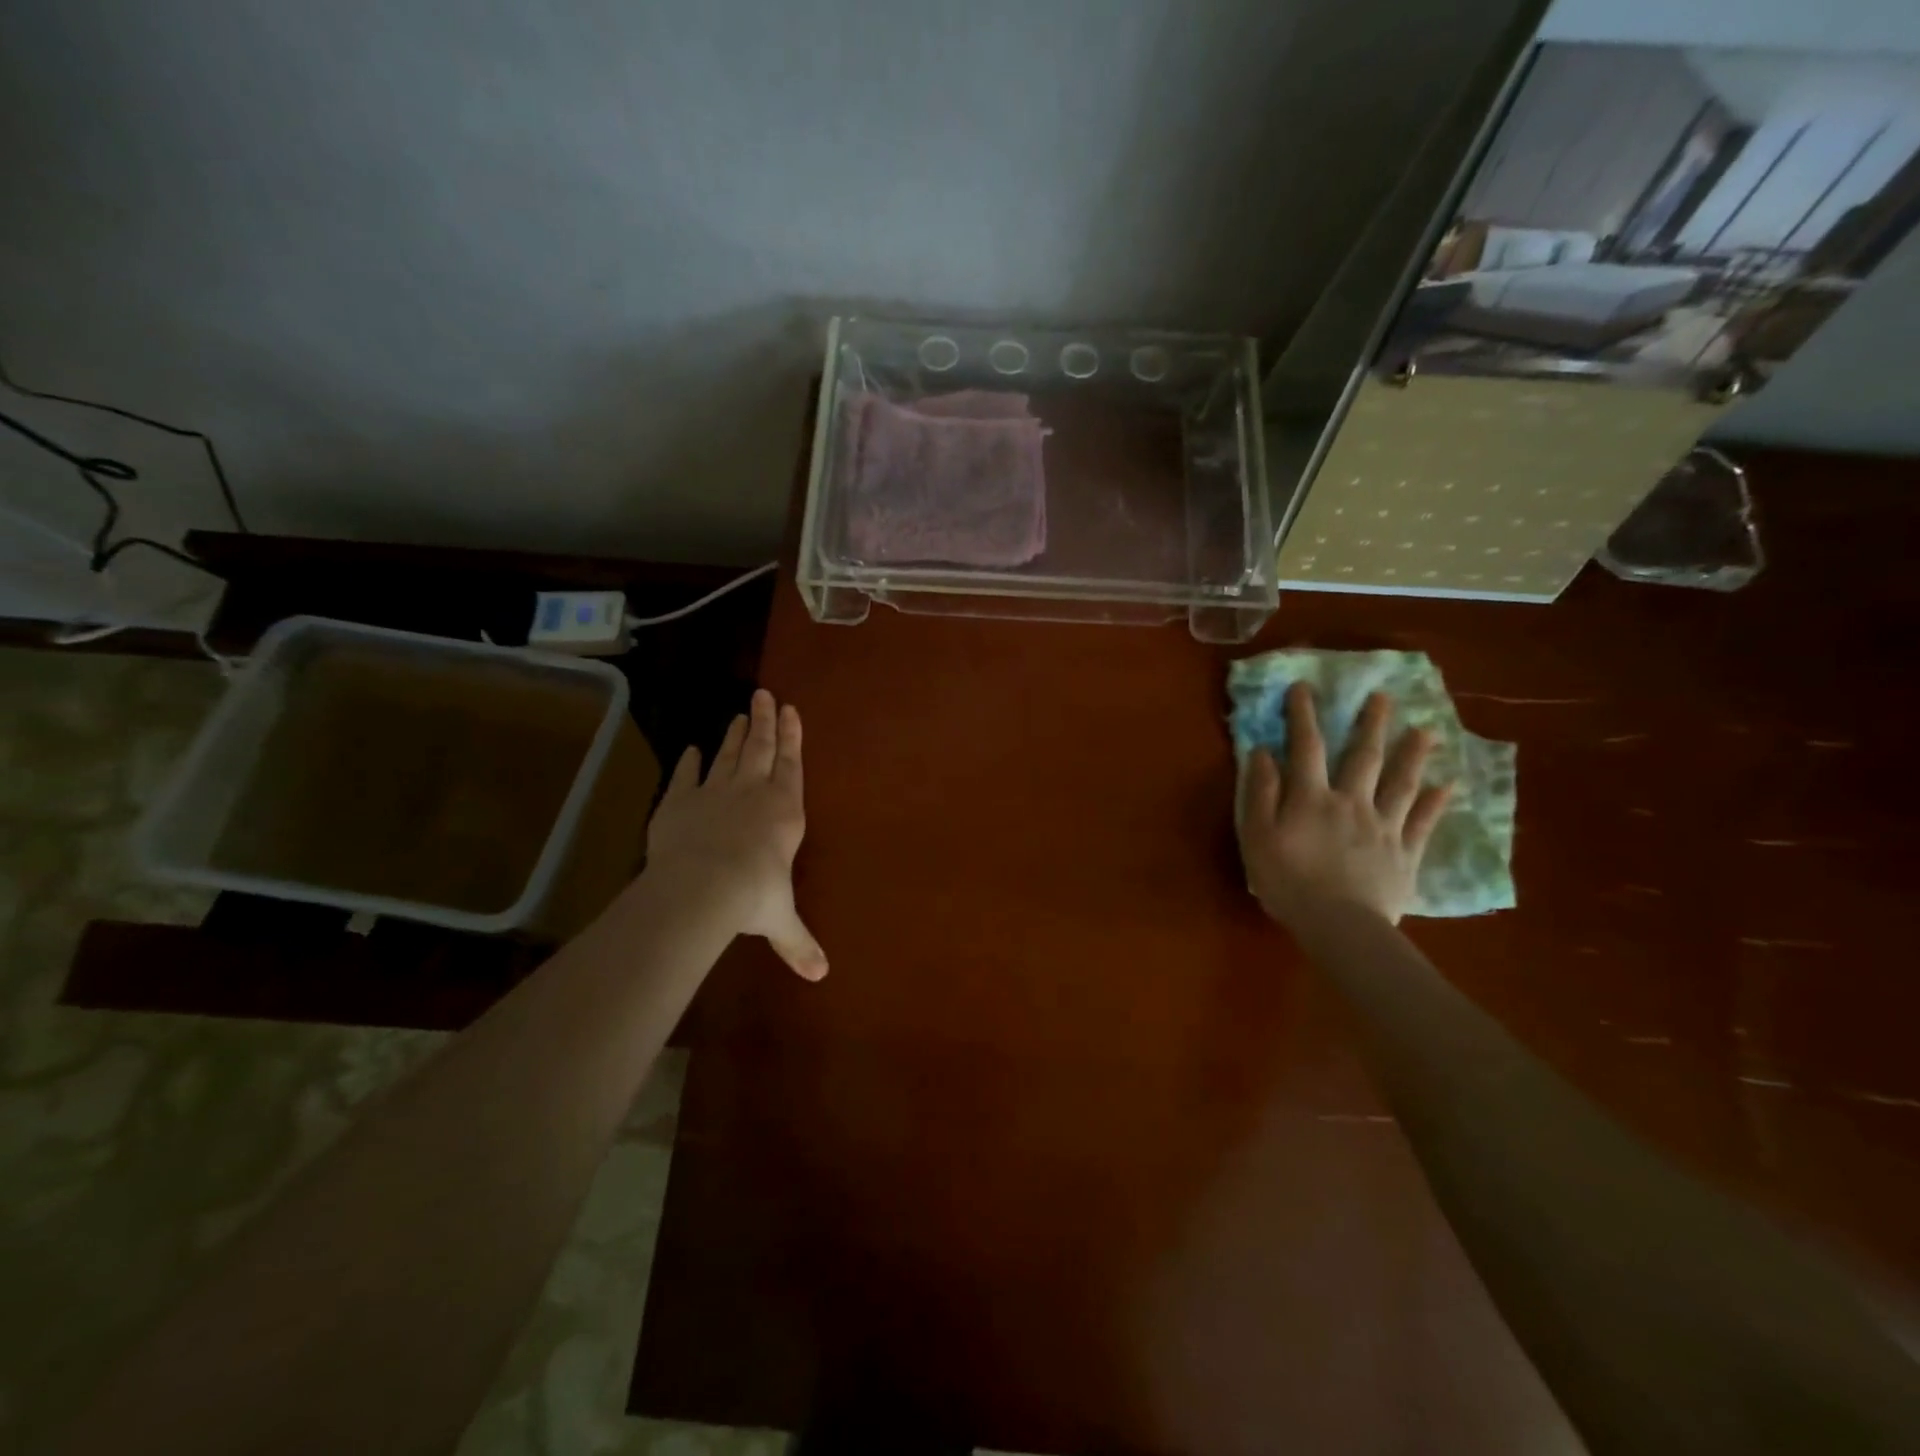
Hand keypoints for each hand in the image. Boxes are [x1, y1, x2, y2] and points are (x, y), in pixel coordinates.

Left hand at [646, 689, 827, 979]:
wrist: (701, 887)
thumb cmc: (753, 897)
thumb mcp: (780, 920)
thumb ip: (799, 942)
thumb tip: (821, 976)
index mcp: (784, 812)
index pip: (792, 766)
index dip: (792, 737)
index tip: (790, 709)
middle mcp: (753, 794)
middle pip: (761, 748)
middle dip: (766, 721)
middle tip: (765, 694)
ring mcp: (715, 793)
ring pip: (729, 755)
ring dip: (736, 734)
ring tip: (741, 713)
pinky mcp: (680, 802)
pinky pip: (688, 776)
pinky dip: (690, 762)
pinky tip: (691, 749)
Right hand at [1239, 683, 1451, 927]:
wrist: (1340, 926)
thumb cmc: (1288, 881)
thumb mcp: (1257, 837)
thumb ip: (1261, 793)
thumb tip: (1262, 753)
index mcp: (1312, 798)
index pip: (1306, 748)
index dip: (1304, 716)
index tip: (1304, 687)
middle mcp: (1352, 802)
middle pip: (1363, 757)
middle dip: (1370, 724)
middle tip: (1382, 696)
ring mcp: (1384, 826)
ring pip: (1402, 783)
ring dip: (1412, 754)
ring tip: (1425, 730)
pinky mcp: (1405, 853)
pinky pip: (1423, 823)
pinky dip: (1436, 803)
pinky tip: (1449, 786)